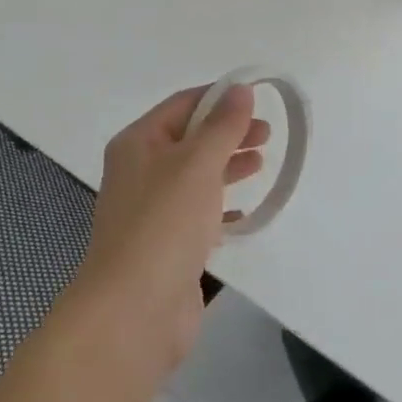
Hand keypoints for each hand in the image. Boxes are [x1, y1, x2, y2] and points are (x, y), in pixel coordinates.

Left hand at [66, 85, 267, 373]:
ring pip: (195, 176)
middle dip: (228, 132)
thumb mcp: (198, 163)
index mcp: (138, 143)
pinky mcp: (165, 246)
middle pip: (190, 139)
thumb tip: (240, 89)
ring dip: (227, 165)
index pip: (182, 104)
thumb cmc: (164, 224)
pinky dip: (220, 206)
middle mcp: (140, 171)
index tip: (258, 99)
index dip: (219, 98)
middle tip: (267, 135)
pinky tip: (243, 212)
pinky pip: (197, 214)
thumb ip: (223, 125)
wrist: (134, 312)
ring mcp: (151, 211)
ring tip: (261, 163)